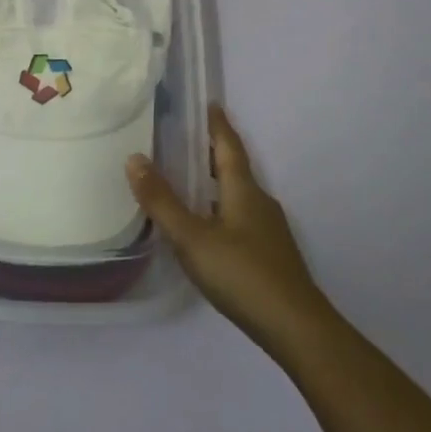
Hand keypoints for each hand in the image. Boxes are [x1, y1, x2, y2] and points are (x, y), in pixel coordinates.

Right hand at [128, 106, 333, 359]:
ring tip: (188, 180)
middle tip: (186, 138)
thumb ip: (162, 201)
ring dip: (215, 182)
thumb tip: (134, 158)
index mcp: (244, 190)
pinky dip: (220, 209)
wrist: (296, 328)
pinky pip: (240, 217)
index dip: (217, 124)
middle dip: (213, 151)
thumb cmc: (242, 275)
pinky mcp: (270, 255)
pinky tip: (206, 228)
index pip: (229, 146)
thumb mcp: (192, 238)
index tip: (209, 103)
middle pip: (234, 168)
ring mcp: (268, 230)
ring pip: (238, 195)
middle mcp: (260, 202)